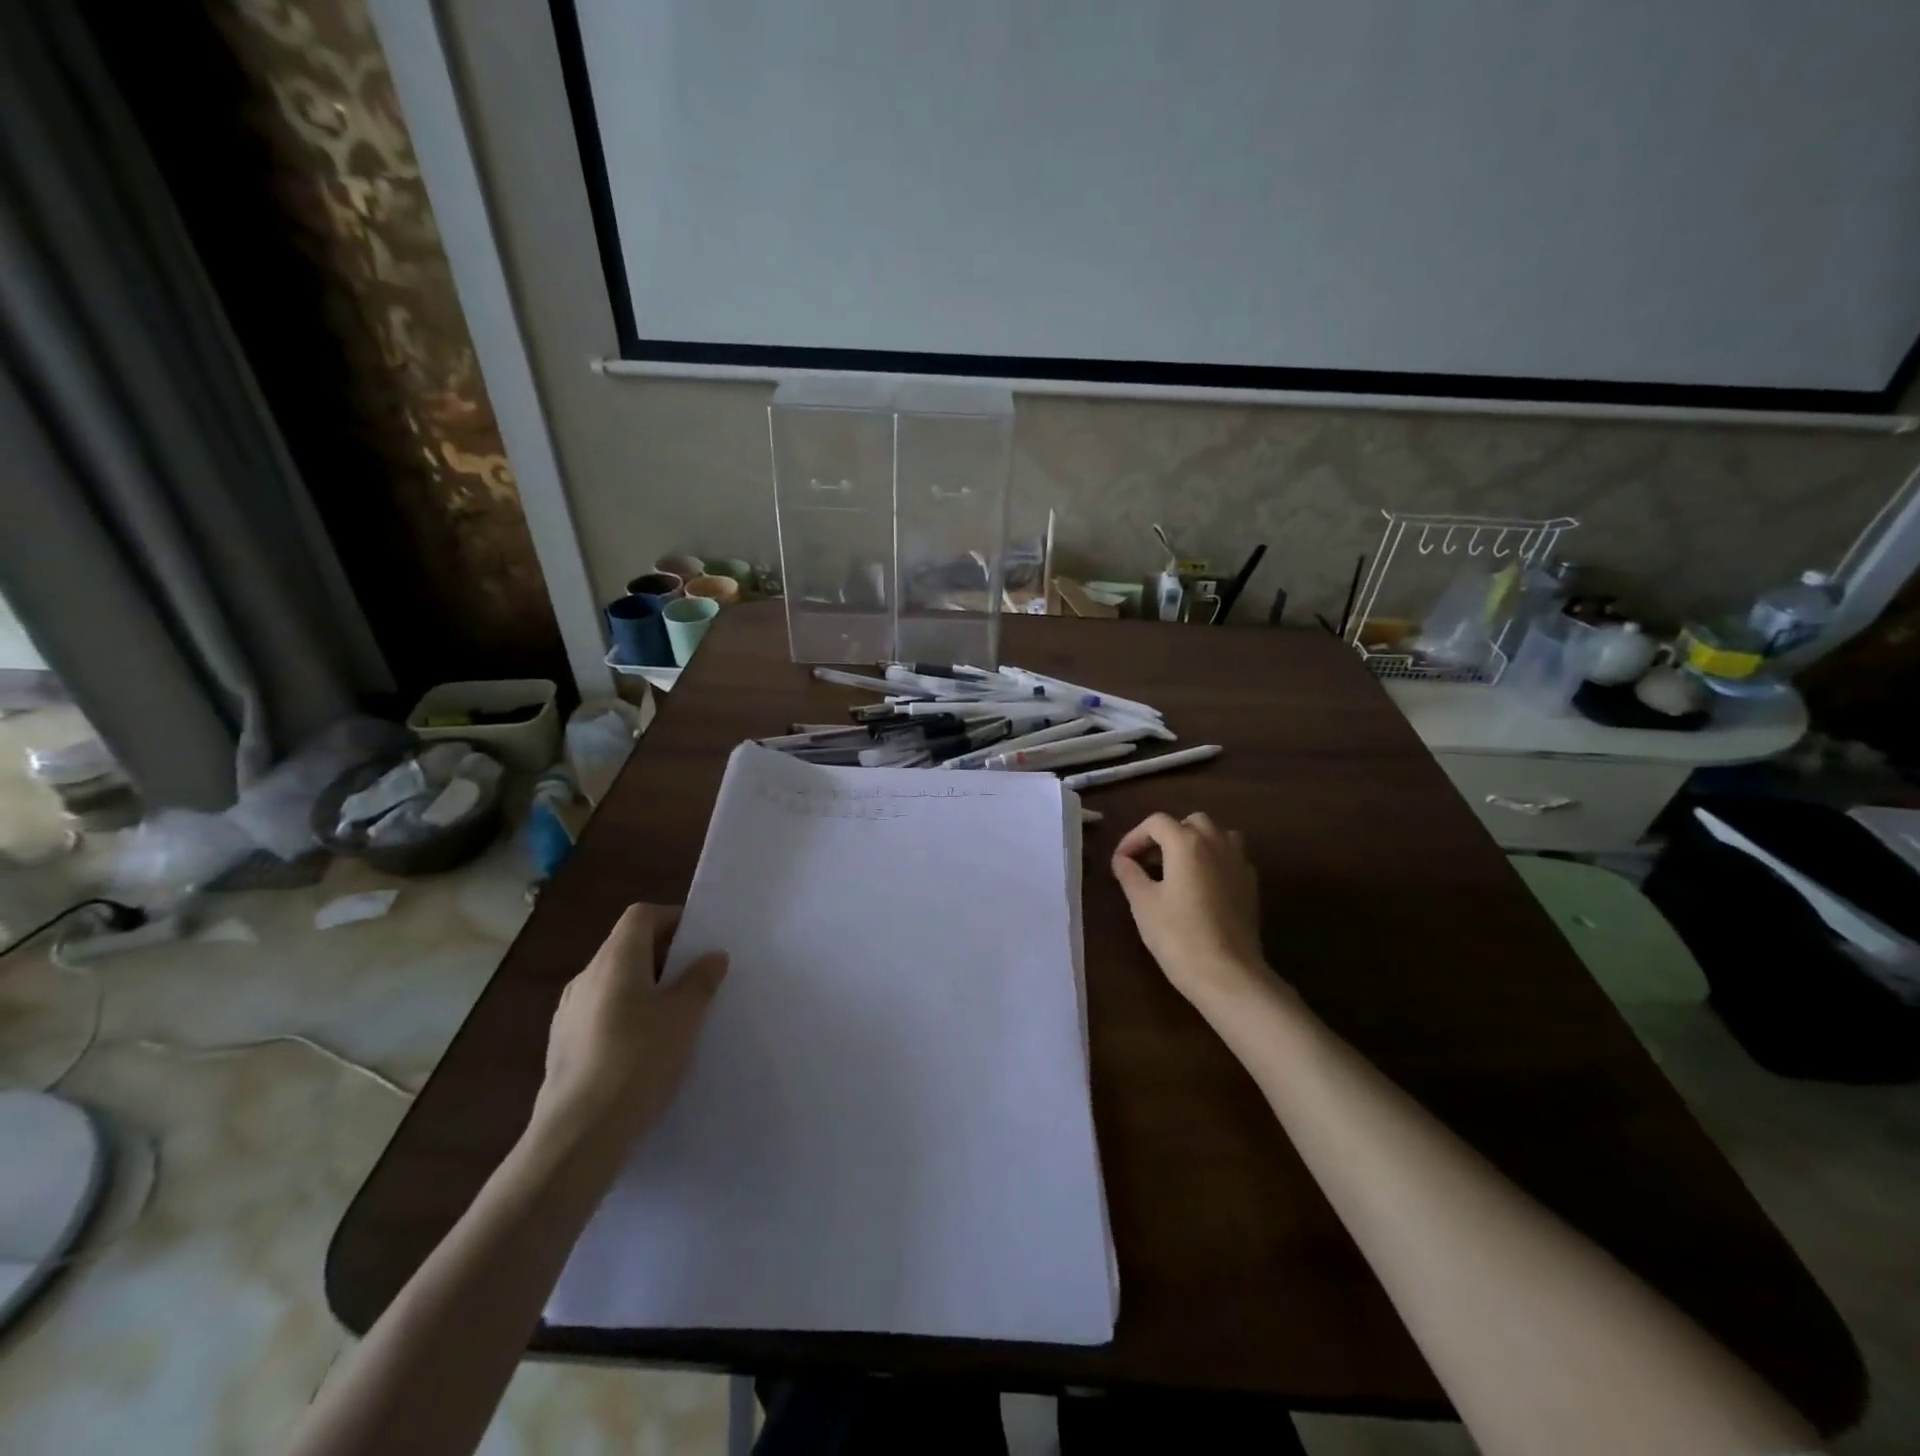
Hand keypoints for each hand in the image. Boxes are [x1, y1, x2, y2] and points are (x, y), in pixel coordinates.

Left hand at [532, 903, 728, 1149]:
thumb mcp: (685, 1017)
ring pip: (614, 981)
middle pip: (627, 946)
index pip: (642, 915)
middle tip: (695, 978)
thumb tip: (713, 955)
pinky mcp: (563, 1044)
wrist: (578, 1134)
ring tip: (674, 1014)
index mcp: (616, 959)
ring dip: (644, 986)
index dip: (672, 918)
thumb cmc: (639, 1061)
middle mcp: (586, 976)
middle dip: (663, 955)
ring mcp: (569, 1011)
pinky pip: (601, 1011)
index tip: (699, 940)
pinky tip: (644, 1047)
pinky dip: (625, 1013)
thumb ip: (700, 980)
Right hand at [1111, 812, 1271, 1010]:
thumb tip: (1122, 860)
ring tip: (1177, 867)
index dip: (1134, 837)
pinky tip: (1201, 886)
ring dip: (1195, 843)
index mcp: (1186, 842)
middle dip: (1167, 835)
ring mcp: (1239, 862)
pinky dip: (1213, 860)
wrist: (1228, 974)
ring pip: (1216, 835)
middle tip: (1148, 861)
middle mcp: (1216, 843)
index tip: (1121, 861)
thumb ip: (1130, 874)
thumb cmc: (1178, 935)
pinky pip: (1230, 857)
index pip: (1156, 823)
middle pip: (1190, 822)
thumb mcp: (1143, 903)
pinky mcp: (1251, 884)